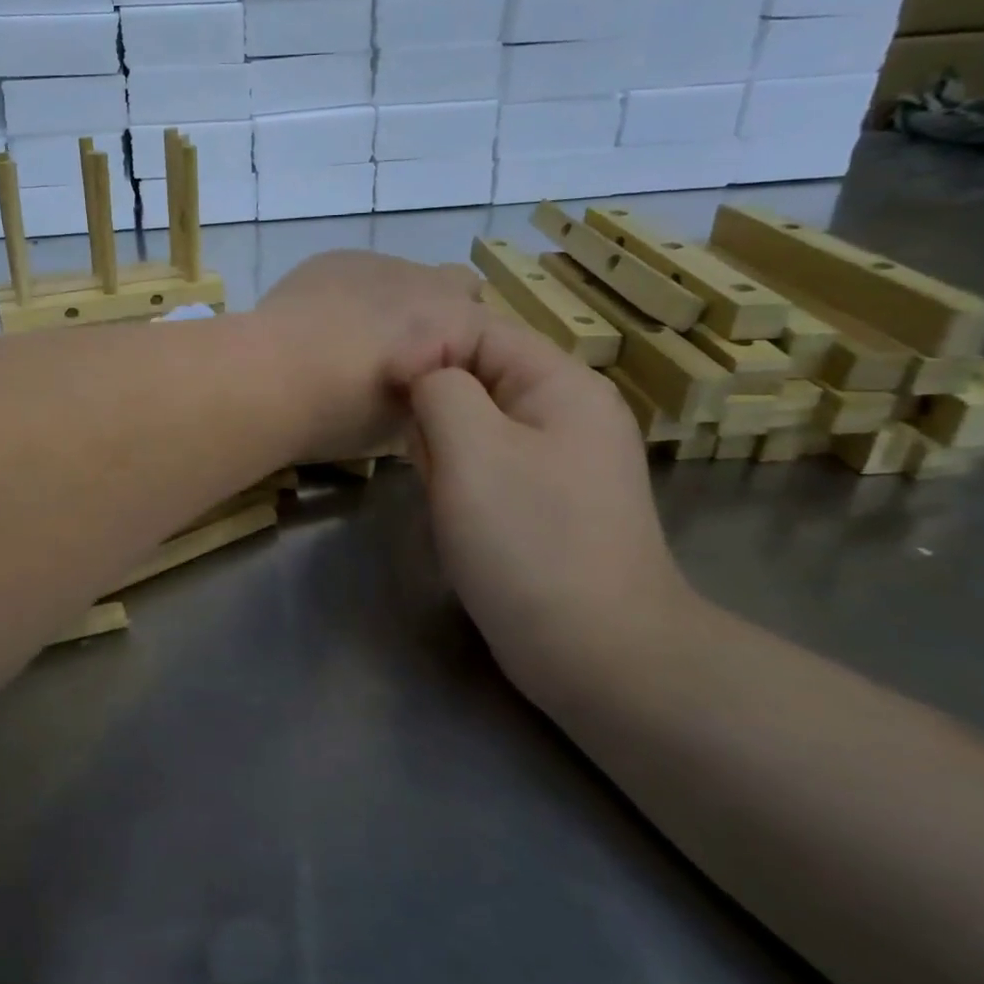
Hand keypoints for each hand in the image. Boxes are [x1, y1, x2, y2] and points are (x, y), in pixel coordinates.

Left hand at [254, 251, 493, 461]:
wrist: (266, 376)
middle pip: (461, 288)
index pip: (494, 335)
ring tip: (356, 342)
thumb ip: (431, 401)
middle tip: (409, 359)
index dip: (471, 363)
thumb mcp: (402, 426)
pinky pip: (363, 272)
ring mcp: (378, 262)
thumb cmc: (338, 413)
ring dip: (398, 304)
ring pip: (408, 277)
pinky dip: (356, 295)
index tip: (445, 388)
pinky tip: (323, 325)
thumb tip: (428, 395)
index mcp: (456, 323)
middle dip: (444, 318)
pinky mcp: (334, 258)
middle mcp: (428, 280)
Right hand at [408, 320, 692, 690]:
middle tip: (424, 457)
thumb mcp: (471, 447)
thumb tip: (423, 375)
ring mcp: (561, 460)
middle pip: (478, 376)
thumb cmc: (528, 539)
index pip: (479, 330)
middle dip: (437, 409)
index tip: (385, 390)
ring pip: (476, 424)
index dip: (426, 349)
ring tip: (439, 489)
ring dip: (444, 448)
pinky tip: (455, 512)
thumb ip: (439, 387)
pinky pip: (489, 465)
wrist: (597, 653)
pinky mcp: (546, 501)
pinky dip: (460, 479)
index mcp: (562, 385)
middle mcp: (567, 412)